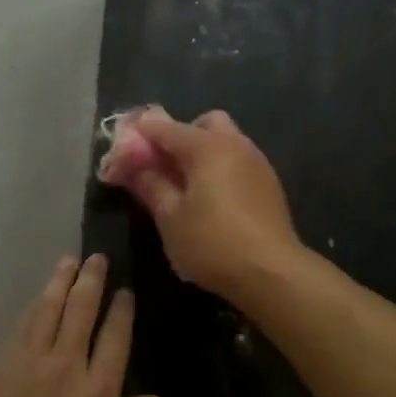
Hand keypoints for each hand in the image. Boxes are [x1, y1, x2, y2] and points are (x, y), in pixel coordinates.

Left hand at [0, 255, 159, 396]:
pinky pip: (20, 329)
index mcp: (98, 393)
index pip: (115, 336)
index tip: (125, 290)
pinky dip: (33, 308)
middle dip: (91, 280)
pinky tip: (38, 299)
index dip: (121, 309)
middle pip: (81, 310)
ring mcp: (27, 364)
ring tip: (68, 261)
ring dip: (60, 282)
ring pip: (48, 310)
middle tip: (96, 258)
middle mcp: (65, 367)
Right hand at [118, 110, 303, 302]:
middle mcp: (235, 144)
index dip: (140, 135)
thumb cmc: (212, 243)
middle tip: (164, 164)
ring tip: (186, 185)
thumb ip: (151, 185)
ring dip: (203, 152)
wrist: (273, 272)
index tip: (122, 147)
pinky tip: (212, 198)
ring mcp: (257, 162)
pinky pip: (239, 160)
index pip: (165, 128)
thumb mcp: (170, 218)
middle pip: (204, 123)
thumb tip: (135, 167)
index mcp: (207, 147)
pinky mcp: (269, 183)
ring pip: (226, 140)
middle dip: (181, 136)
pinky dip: (221, 167)